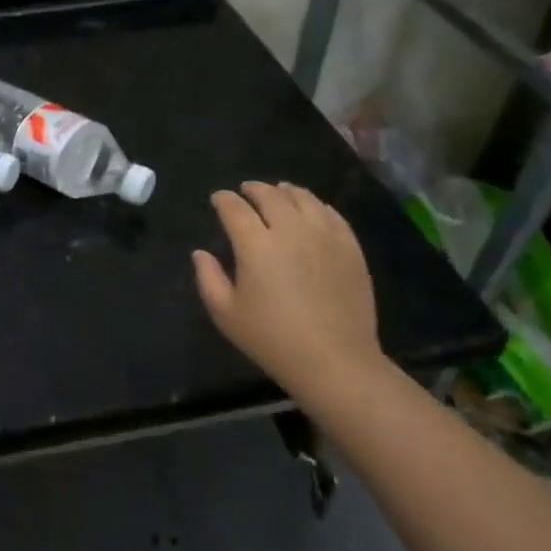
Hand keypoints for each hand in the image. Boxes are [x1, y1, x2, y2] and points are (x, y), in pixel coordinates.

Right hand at [193, 181, 383, 397]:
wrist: (334, 360)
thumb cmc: (272, 340)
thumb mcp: (226, 314)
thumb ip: (208, 278)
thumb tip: (200, 253)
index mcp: (256, 245)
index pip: (235, 208)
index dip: (223, 199)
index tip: (218, 199)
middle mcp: (290, 230)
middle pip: (270, 196)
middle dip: (253, 189)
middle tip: (245, 191)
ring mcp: (325, 236)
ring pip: (303, 199)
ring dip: (285, 191)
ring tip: (279, 192)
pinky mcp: (350, 247)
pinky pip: (332, 214)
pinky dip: (317, 205)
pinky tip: (312, 209)